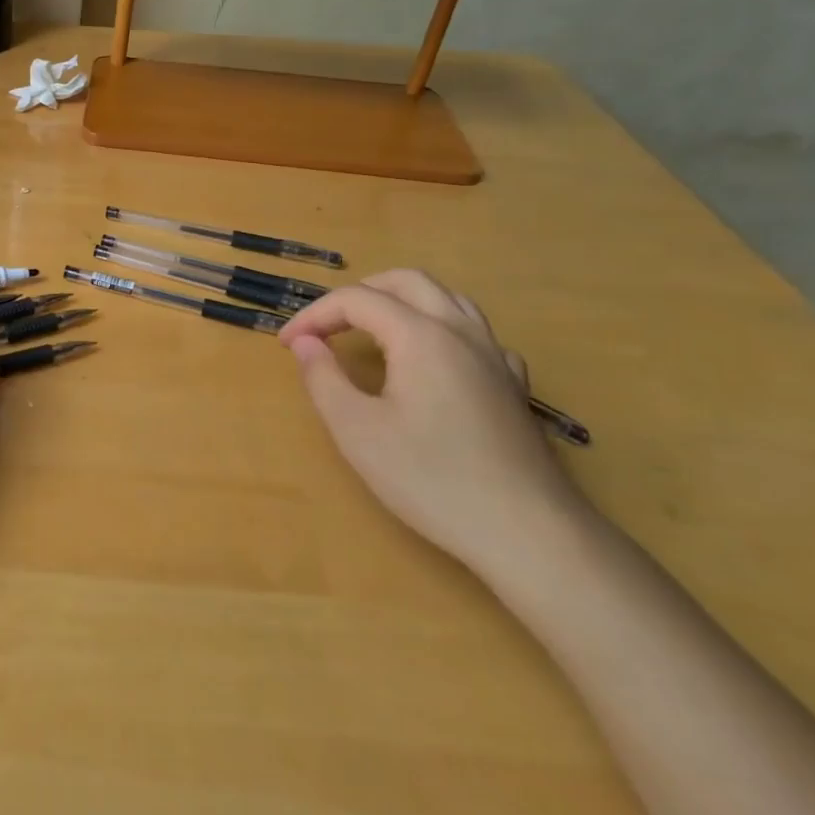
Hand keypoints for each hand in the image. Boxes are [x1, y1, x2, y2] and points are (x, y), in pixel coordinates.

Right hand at [279, 269, 588, 576]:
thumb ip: (323, 378)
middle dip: (359, 293)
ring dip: (401, 301)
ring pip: (447, 299)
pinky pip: (475, 333)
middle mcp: (461, 332)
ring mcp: (495, 356)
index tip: (287, 344)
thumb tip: (305, 343)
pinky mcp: (513, 385)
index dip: (314, 315)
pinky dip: (440, 329)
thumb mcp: (357, 431)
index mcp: (420, 335)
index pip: (356, 300)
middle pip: (407, 282)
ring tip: (372, 331)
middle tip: (327, 325)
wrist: (527, 532)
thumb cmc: (431, 479)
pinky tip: (432, 362)